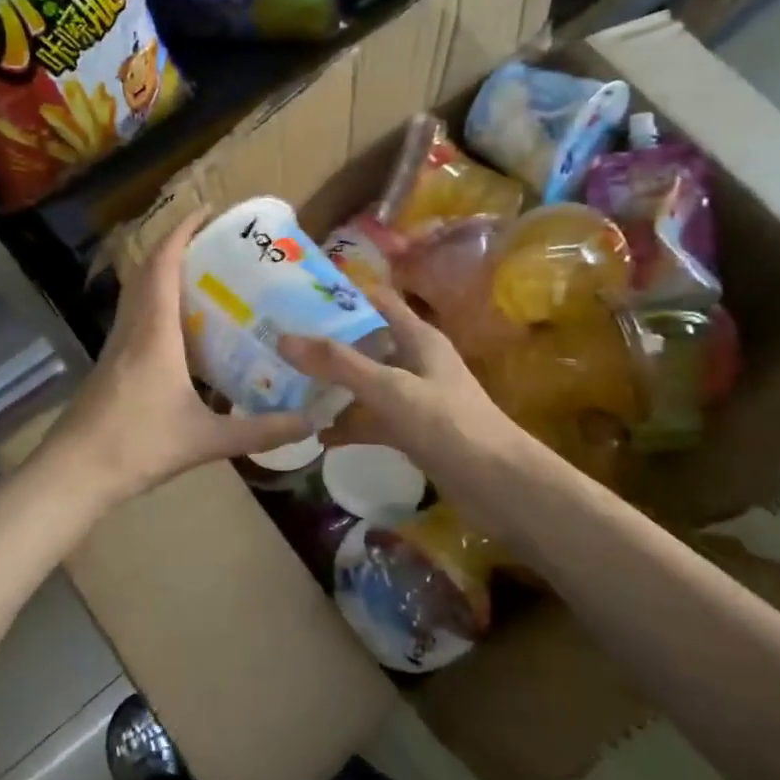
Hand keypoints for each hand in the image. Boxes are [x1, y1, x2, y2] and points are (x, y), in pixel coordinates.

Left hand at [44, 209, 311, 504]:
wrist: (74, 473)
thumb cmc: (137, 446)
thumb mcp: (207, 440)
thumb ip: (261, 431)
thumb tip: (312, 422)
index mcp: (154, 333)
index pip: (163, 264)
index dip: (182, 231)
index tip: (208, 212)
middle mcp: (132, 328)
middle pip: (147, 270)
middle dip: (177, 246)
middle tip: (215, 243)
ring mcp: (116, 346)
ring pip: (137, 293)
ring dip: (163, 273)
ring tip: (205, 277)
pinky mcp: (110, 364)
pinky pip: (136, 316)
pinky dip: (157, 303)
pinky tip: (183, 330)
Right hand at [280, 287, 518, 483]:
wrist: (498, 486)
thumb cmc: (448, 424)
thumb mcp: (390, 389)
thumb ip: (338, 364)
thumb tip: (283, 338)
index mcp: (418, 337)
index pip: (377, 301)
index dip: (343, 295)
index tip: (298, 294)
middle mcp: (415, 361)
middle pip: (366, 343)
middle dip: (327, 344)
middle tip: (280, 344)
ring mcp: (414, 398)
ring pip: (366, 384)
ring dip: (334, 387)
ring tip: (288, 387)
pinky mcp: (412, 431)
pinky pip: (372, 420)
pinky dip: (349, 425)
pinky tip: (317, 435)